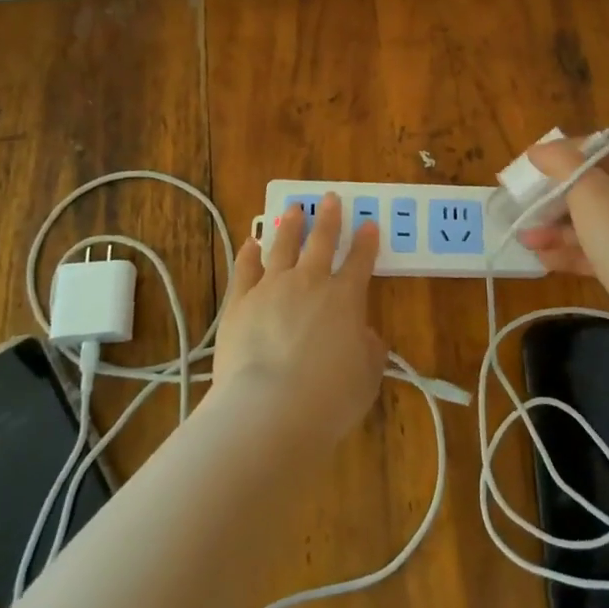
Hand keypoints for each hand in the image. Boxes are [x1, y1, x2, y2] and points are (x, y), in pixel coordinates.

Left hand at [213, 192, 386, 445]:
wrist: (269, 409)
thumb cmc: (329, 399)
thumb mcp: (366, 378)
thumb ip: (369, 351)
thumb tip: (365, 335)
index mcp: (345, 298)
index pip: (360, 261)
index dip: (366, 242)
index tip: (369, 224)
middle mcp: (309, 283)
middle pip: (321, 241)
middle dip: (328, 218)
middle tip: (330, 198)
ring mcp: (271, 288)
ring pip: (282, 246)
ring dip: (290, 226)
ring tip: (293, 209)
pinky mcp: (239, 302)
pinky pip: (245, 269)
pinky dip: (249, 253)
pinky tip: (251, 243)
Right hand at [516, 138, 608, 366]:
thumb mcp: (590, 193)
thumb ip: (562, 164)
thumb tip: (540, 149)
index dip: (577, 151)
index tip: (544, 161)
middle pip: (598, 190)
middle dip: (558, 197)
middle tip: (528, 203)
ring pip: (594, 226)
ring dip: (558, 229)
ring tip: (525, 237)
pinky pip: (597, 255)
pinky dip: (570, 254)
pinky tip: (542, 258)